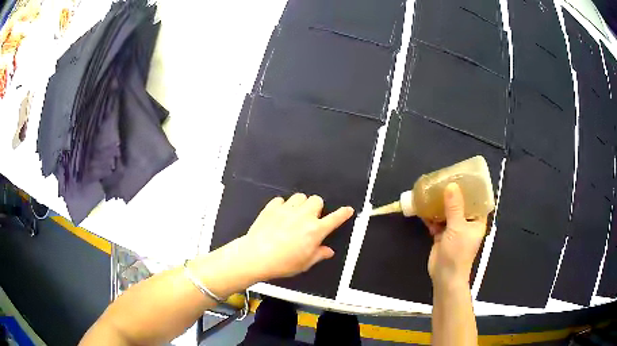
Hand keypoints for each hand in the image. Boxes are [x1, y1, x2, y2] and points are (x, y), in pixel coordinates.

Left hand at [242, 193, 353, 280]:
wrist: (256, 256)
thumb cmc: (282, 263)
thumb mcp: (305, 263)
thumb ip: (319, 254)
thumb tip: (328, 251)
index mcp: (315, 231)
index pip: (335, 218)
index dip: (343, 213)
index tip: (347, 210)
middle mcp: (304, 216)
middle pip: (317, 200)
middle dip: (316, 207)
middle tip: (310, 218)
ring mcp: (287, 209)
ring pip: (300, 196)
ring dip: (300, 204)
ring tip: (294, 215)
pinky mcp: (272, 207)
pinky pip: (281, 199)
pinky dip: (282, 205)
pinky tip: (279, 215)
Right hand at [425, 183, 487, 287]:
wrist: (444, 276)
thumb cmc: (458, 252)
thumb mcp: (457, 228)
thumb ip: (454, 207)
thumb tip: (451, 185)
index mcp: (477, 221)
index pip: (478, 201)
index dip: (473, 189)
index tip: (465, 176)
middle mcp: (467, 223)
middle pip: (461, 204)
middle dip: (453, 194)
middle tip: (445, 179)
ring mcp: (454, 229)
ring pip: (448, 212)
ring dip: (441, 204)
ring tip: (433, 189)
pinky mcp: (442, 235)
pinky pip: (437, 221)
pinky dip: (431, 215)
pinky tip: (423, 206)